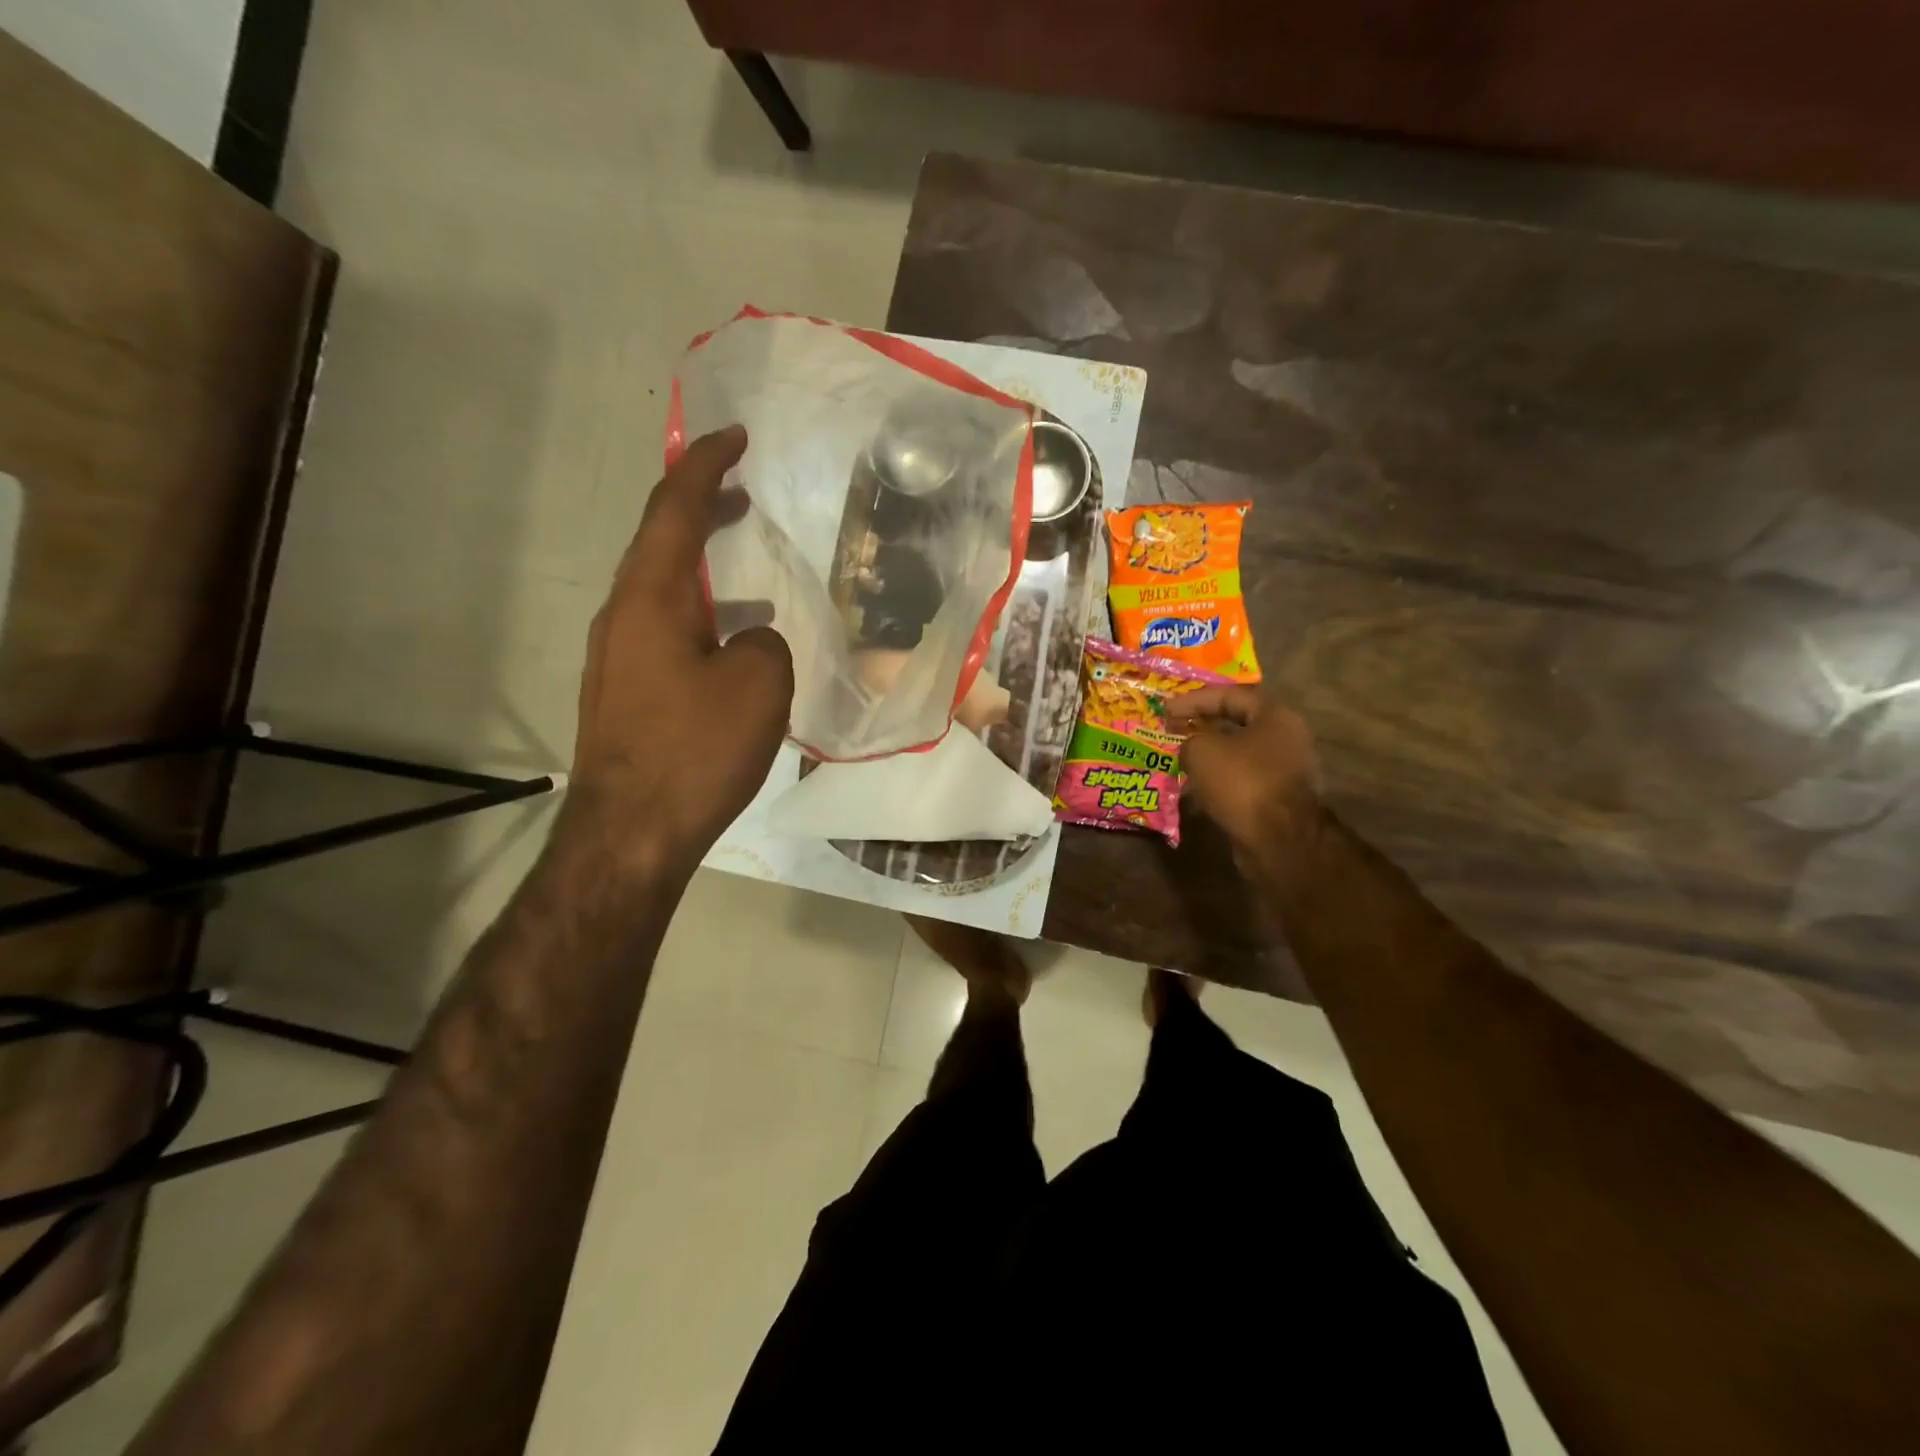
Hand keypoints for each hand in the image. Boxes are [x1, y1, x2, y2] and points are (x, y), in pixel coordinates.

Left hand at [569, 425, 792, 868]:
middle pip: (660, 543)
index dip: (705, 465)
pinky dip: (700, 617)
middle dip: (700, 509)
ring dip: (703, 569)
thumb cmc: (696, 750)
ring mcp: (617, 657)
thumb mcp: (759, 685)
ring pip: (663, 591)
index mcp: (651, 597)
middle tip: (740, 491)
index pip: (674, 508)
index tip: (735, 437)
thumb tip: (750, 640)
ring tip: (747, 571)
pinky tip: (733, 645)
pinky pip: (665, 632)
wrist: (632, 833)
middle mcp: (623, 616)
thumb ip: (765, 642)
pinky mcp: (624, 693)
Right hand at [1165, 686, 1321, 875]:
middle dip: (1202, 727)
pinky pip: (1242, 779)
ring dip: (1209, 756)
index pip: (1230, 696)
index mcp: (1275, 717)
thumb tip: (1191, 749)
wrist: (1278, 839)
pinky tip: (1195, 788)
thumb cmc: (1242, 782)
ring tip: (1179, 759)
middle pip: (1236, 724)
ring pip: (1238, 754)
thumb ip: (1190, 739)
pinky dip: (1218, 779)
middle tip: (1173, 731)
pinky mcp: (1277, 797)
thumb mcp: (1202, 750)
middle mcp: (1286, 738)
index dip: (1194, 700)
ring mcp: (1285, 769)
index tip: (1166, 710)